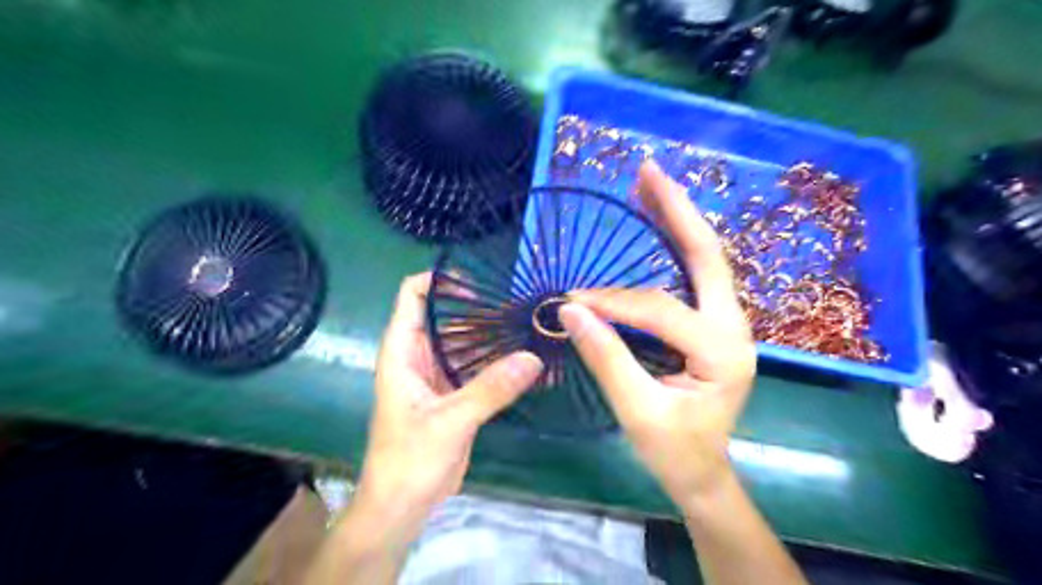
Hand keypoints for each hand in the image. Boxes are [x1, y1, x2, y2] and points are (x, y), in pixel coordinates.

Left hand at [353, 272, 540, 525]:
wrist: (402, 506)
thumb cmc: (409, 459)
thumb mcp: (450, 420)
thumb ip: (491, 388)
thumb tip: (533, 357)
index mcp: (403, 351)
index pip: (413, 295)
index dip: (441, 281)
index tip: (481, 283)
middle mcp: (420, 356)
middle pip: (449, 316)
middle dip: (481, 307)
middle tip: (521, 303)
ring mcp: (440, 375)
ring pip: (467, 342)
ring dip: (494, 335)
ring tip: (531, 324)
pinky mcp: (456, 394)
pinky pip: (479, 368)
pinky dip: (500, 363)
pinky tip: (529, 360)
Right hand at [562, 161, 758, 506]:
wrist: (703, 471)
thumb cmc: (674, 450)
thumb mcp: (637, 411)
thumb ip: (606, 358)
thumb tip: (571, 310)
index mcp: (722, 352)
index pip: (660, 309)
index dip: (613, 301)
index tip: (570, 301)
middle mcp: (734, 327)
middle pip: (707, 255)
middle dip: (676, 210)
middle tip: (647, 170)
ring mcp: (727, 321)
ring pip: (706, 258)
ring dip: (678, 218)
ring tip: (649, 184)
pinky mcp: (713, 322)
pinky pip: (696, 273)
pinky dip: (676, 242)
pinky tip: (657, 223)